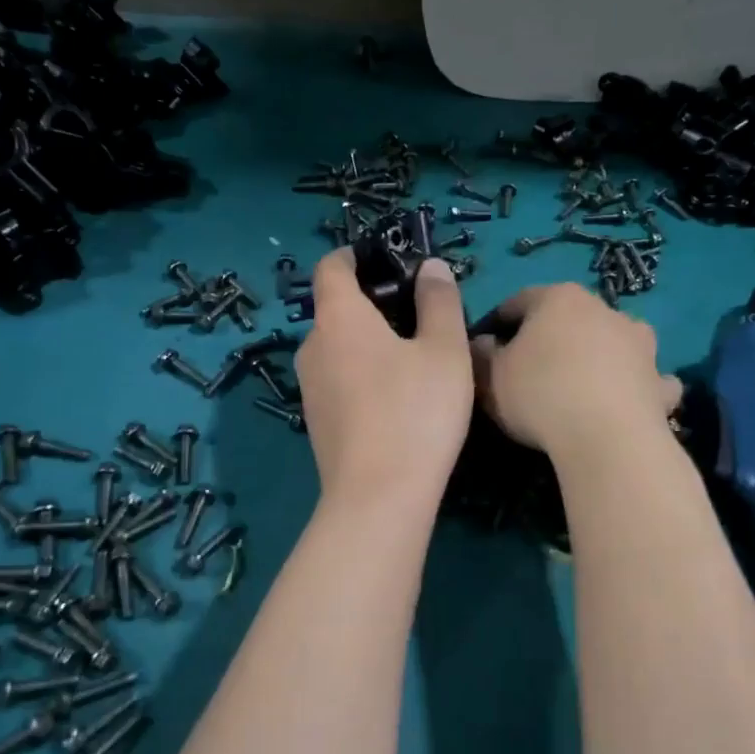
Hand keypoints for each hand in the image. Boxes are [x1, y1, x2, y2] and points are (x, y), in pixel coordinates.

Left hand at [295, 249, 473, 509]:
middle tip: (417, 317)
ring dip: (367, 344)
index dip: (355, 256)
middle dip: (371, 305)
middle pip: (335, 310)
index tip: (386, 261)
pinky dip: (361, 376)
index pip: (331, 267)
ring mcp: (309, 389)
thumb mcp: (444, 350)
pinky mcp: (316, 424)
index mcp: (338, 318)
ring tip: (412, 360)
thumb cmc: (416, 411)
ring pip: (337, 350)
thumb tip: (430, 267)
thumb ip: (439, 301)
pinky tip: (395, 400)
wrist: (379, 497)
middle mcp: (312, 347)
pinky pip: (338, 382)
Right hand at [471, 284, 680, 459]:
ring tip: (579, 384)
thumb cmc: (540, 395)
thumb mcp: (490, 377)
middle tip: (528, 369)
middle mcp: (604, 309)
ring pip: (613, 341)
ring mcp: (639, 344)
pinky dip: (637, 385)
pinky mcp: (660, 381)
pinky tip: (627, 402)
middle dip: (549, 338)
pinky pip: (646, 378)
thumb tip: (482, 343)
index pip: (518, 301)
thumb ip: (481, 355)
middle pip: (568, 318)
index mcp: (558, 299)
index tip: (485, 347)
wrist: (607, 438)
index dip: (497, 323)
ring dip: (598, 354)